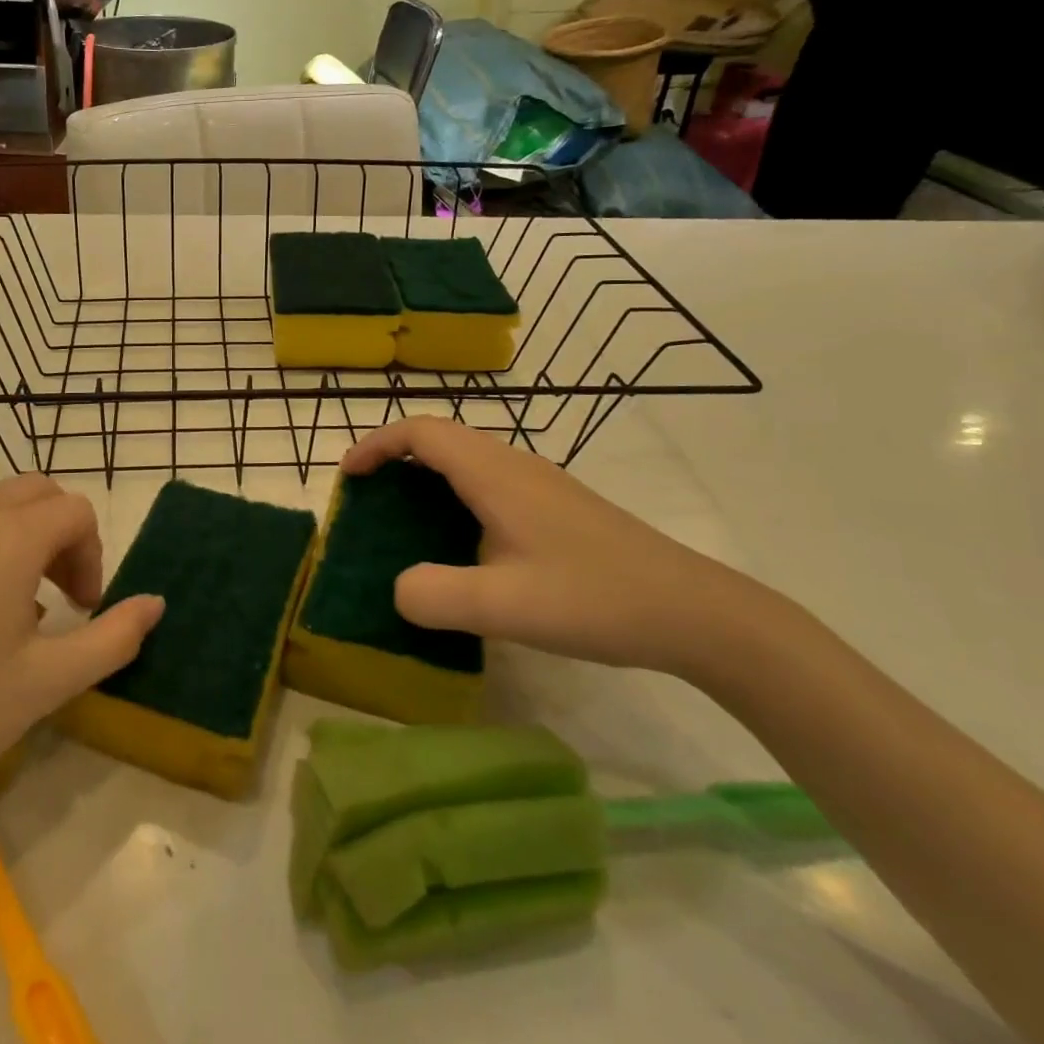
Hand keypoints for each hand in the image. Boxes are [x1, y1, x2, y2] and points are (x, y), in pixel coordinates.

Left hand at [0, 476, 164, 840]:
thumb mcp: (47, 682)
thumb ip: (113, 637)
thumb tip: (156, 603)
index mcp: (9, 537)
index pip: (76, 511)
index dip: (94, 554)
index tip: (86, 609)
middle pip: (38, 493)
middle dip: (65, 534)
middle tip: (64, 597)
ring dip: (27, 537)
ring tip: (22, 608)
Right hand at [340, 418, 761, 677]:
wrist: (695, 611)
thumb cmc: (595, 598)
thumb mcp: (505, 606)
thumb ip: (435, 596)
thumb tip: (396, 588)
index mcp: (495, 474)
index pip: (422, 432)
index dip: (377, 445)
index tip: (348, 476)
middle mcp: (515, 466)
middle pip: (441, 439)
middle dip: (395, 459)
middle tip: (368, 501)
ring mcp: (540, 485)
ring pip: (467, 461)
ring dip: (425, 478)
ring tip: (403, 523)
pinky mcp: (557, 508)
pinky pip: (488, 484)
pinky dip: (454, 498)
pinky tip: (462, 546)